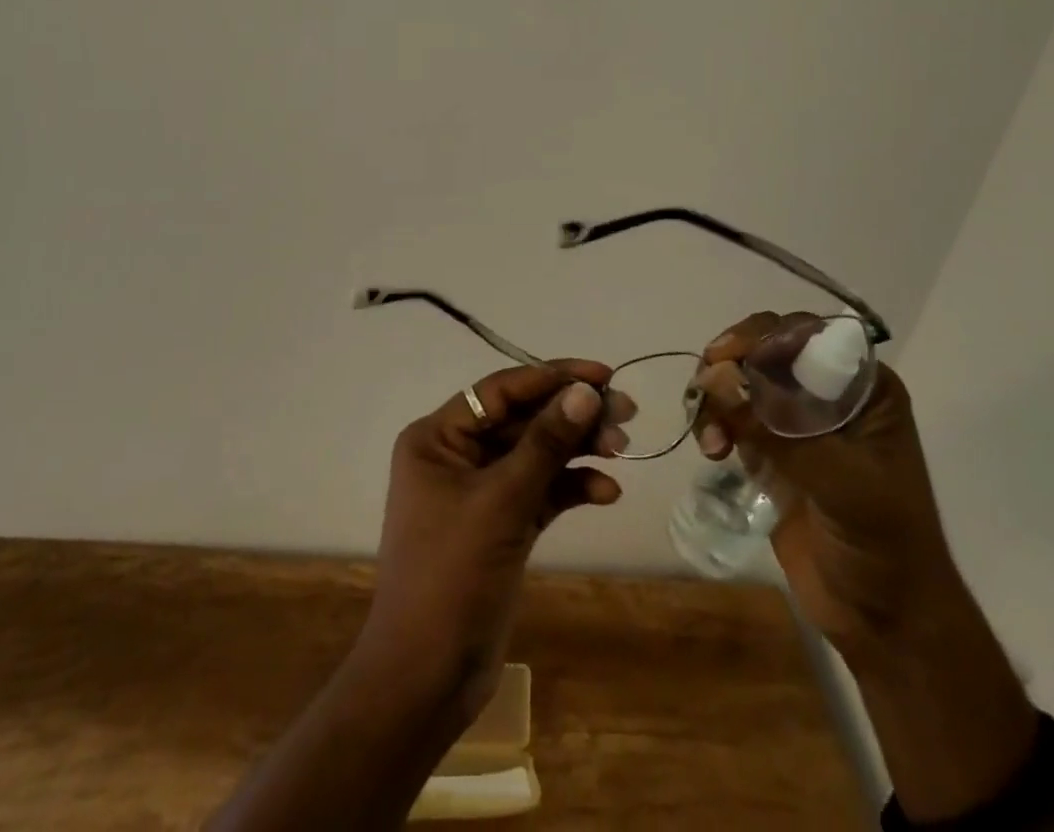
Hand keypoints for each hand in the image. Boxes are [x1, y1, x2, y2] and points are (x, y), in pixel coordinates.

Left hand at [361, 360, 625, 716]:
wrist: (427, 678)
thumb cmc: (451, 575)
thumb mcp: (501, 501)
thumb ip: (546, 443)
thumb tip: (586, 392)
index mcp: (438, 437)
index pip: (501, 390)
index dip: (552, 377)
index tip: (602, 375)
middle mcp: (457, 455)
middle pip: (523, 419)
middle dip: (572, 415)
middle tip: (625, 412)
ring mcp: (481, 491)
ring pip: (537, 454)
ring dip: (577, 449)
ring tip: (623, 450)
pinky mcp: (502, 524)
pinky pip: (542, 491)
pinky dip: (572, 487)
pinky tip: (606, 492)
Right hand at [693, 312, 963, 654]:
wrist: (885, 622)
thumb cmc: (884, 545)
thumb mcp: (841, 482)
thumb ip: (778, 429)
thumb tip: (715, 376)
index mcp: (863, 389)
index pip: (805, 334)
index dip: (760, 336)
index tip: (722, 356)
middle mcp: (828, 394)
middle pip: (765, 350)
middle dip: (730, 365)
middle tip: (705, 389)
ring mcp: (797, 422)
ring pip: (741, 380)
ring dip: (717, 397)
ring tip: (711, 441)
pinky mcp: (770, 450)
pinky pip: (731, 416)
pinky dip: (713, 423)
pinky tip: (711, 451)